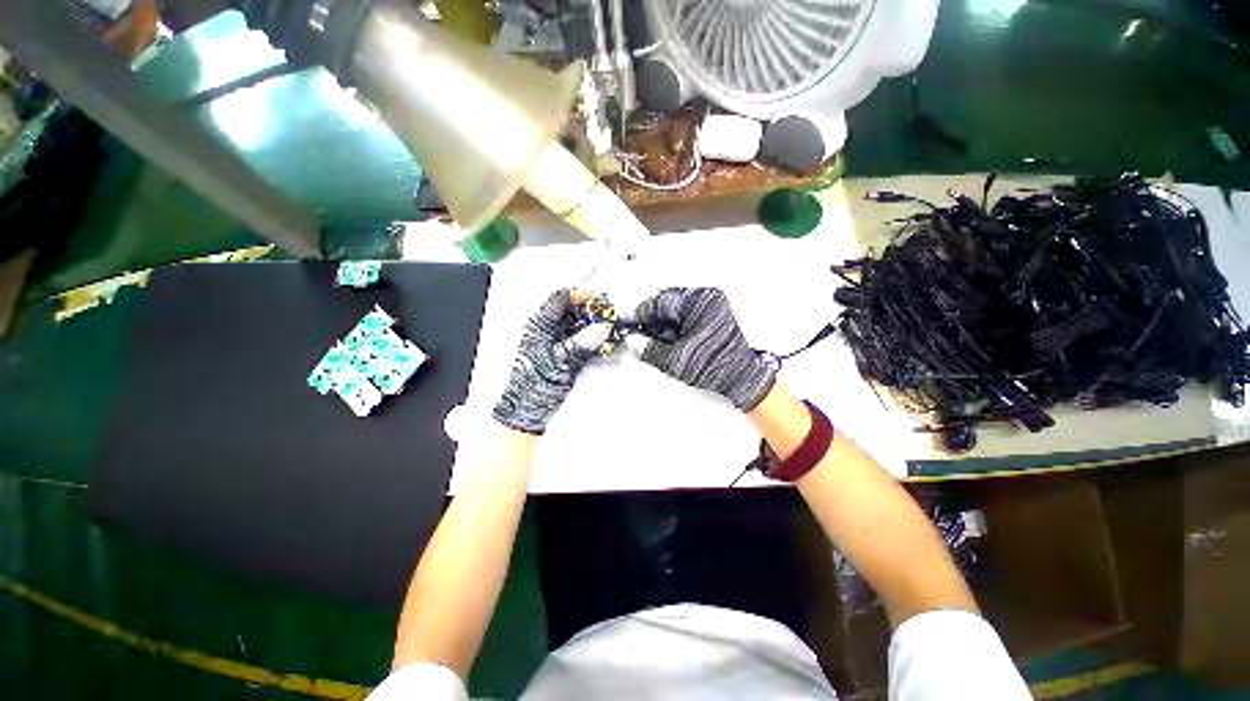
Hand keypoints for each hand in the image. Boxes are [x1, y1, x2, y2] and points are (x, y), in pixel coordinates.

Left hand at [493, 290, 605, 432]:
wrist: (529, 409)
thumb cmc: (533, 384)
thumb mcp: (560, 360)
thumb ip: (582, 343)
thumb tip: (602, 328)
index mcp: (540, 325)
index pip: (560, 299)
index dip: (580, 296)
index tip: (598, 302)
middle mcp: (549, 329)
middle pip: (572, 309)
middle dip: (591, 311)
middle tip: (608, 316)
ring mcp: (558, 341)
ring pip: (579, 323)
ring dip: (594, 324)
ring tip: (609, 329)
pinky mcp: (566, 352)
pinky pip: (582, 338)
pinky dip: (594, 338)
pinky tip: (604, 341)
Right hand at [633, 287, 774, 410]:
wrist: (742, 376)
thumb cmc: (715, 366)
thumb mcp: (675, 360)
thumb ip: (649, 349)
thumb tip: (633, 341)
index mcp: (698, 303)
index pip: (659, 302)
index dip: (640, 313)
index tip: (629, 322)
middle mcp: (707, 297)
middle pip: (668, 303)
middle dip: (653, 320)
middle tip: (643, 335)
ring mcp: (713, 304)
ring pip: (676, 308)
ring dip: (665, 323)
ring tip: (663, 342)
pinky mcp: (715, 313)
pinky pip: (687, 313)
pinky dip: (677, 325)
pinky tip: (676, 340)